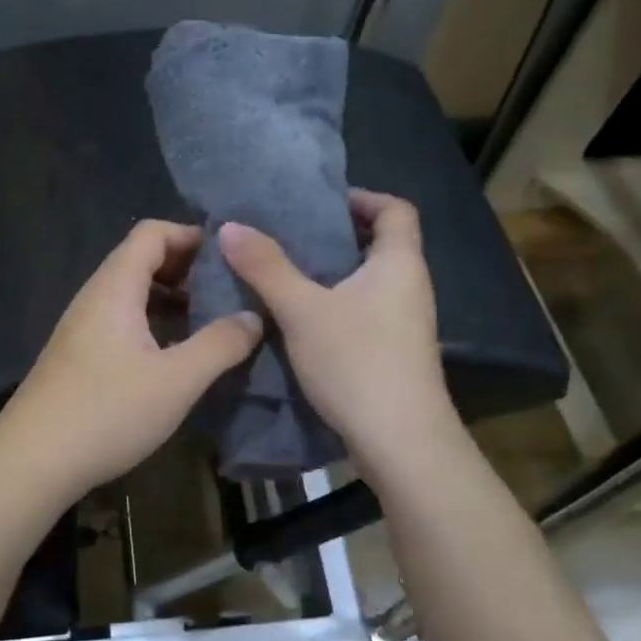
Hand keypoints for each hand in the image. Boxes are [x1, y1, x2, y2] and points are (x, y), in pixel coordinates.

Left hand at [0, 220, 263, 499]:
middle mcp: (94, 298)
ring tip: (208, 321)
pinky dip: (151, 322)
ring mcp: (82, 327)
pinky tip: (173, 354)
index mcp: (115, 288)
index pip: (151, 233)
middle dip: (186, 267)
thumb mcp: (177, 380)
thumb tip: (254, 316)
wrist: (32, 460)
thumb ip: (220, 344)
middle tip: (226, 290)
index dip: (190, 235)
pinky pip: (121, 320)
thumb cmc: (107, 412)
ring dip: (170, 298)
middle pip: (140, 259)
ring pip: (131, 293)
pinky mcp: (78, 355)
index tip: (229, 257)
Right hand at [218, 190, 454, 467]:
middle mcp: (410, 286)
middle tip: (288, 236)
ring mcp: (407, 323)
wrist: (401, 442)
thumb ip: (266, 267)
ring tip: (285, 273)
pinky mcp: (396, 353)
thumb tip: (230, 226)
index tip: (319, 203)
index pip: (395, 209)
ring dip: (333, 273)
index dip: (362, 198)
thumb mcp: (302, 310)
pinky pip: (366, 311)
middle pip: (381, 244)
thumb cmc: (357, 361)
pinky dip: (337, 304)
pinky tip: (301, 320)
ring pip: (370, 281)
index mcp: (399, 263)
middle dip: (337, 235)